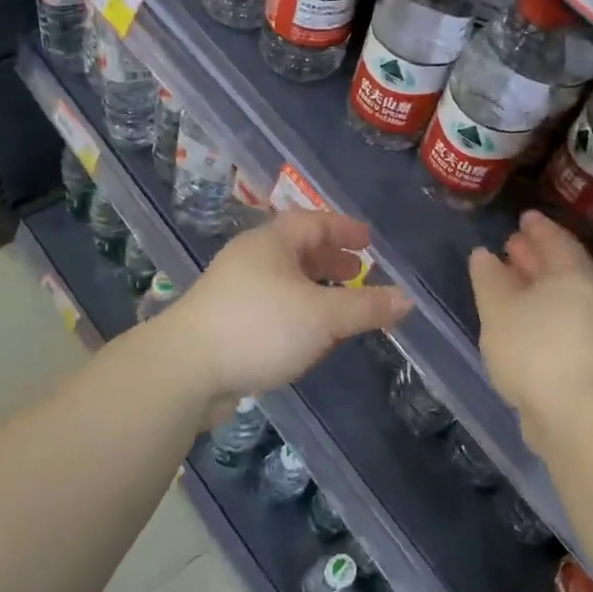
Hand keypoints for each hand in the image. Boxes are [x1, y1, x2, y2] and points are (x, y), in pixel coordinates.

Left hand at [165, 210, 411, 403]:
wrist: (185, 370)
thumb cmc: (260, 327)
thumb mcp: (323, 316)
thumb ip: (367, 307)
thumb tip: (407, 299)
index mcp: (271, 243)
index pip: (313, 222)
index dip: (344, 228)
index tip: (369, 241)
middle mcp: (250, 259)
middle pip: (297, 250)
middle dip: (330, 259)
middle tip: (359, 272)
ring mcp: (233, 291)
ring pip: (284, 281)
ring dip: (315, 289)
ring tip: (340, 305)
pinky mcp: (225, 323)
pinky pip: (272, 307)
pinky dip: (297, 312)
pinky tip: (310, 336)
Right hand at [468, 210, 592, 418]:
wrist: (573, 412)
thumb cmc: (532, 348)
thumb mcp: (498, 308)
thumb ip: (488, 277)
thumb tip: (483, 254)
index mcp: (574, 273)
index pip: (556, 239)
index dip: (537, 227)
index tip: (522, 217)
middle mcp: (591, 294)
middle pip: (562, 266)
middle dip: (536, 254)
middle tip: (512, 243)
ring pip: (561, 293)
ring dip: (536, 283)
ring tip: (510, 279)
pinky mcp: (589, 354)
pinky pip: (562, 315)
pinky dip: (541, 307)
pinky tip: (520, 317)